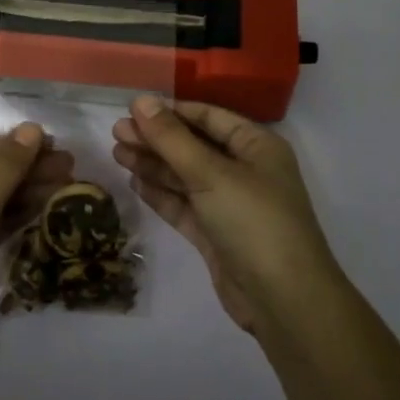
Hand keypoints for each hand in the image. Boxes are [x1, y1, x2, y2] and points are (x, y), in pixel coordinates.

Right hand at [112, 95, 341, 333]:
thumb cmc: (253, 221)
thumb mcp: (211, 173)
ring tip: (116, 154)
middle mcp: (245, 171)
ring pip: (185, 177)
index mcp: (256, 147)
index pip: (209, 117)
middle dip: (156, 139)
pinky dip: (160, 194)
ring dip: (153, 165)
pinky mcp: (215, 234)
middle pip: (193, 146)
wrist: (283, 299)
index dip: (172, 111)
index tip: (134, 109)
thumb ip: (172, 138)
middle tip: (116, 132)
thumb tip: (141, 101)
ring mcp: (229, 204)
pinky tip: (134, 182)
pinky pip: (184, 206)